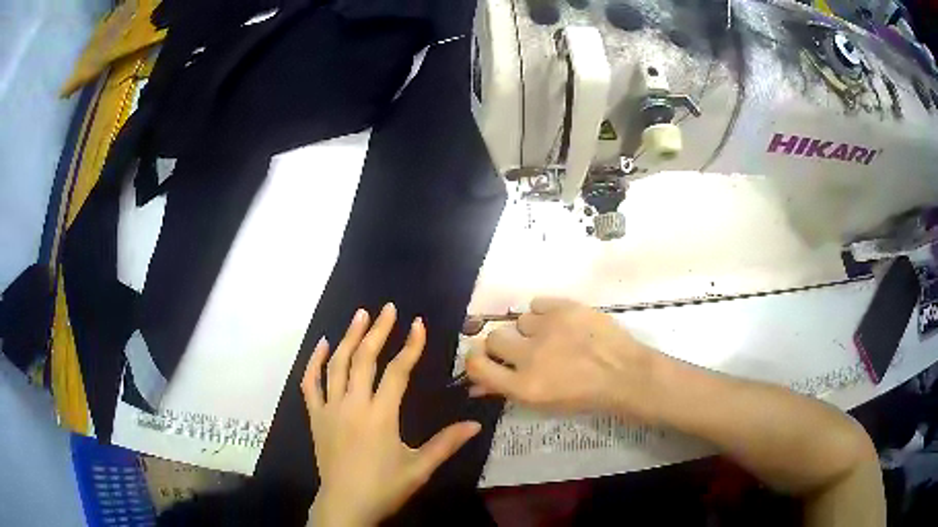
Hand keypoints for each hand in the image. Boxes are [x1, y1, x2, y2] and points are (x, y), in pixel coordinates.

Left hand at [303, 304, 480, 526]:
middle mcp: (353, 404)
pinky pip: (310, 383)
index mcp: (380, 415)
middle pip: (364, 358)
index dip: (410, 346)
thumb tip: (476, 424)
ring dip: (348, 337)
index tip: (418, 325)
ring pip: (337, 364)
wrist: (345, 505)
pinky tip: (321, 345)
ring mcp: (330, 408)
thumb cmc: (384, 487)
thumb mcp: (419, 468)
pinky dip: (314, 362)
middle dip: (378, 331)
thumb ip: (447, 444)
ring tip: (360, 315)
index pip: (397, 371)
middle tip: (388, 309)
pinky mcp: (315, 416)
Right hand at [465, 297, 661, 417]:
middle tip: (525, 348)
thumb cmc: (584, 397)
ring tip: (554, 337)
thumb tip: (476, 384)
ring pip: (520, 320)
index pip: (477, 365)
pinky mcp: (565, 308)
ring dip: (531, 329)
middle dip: (505, 343)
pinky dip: (546, 313)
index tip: (484, 357)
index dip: (476, 358)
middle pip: (494, 338)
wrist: (624, 375)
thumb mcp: (542, 404)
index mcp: (523, 386)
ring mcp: (548, 329)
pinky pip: (538, 304)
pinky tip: (562, 323)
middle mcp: (530, 356)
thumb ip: (507, 390)